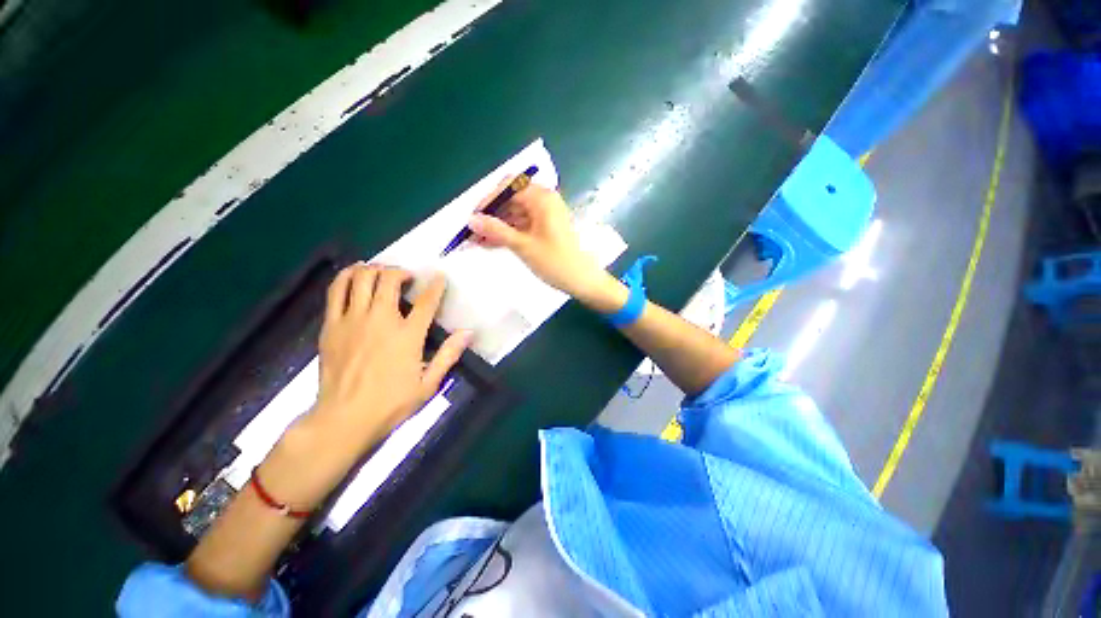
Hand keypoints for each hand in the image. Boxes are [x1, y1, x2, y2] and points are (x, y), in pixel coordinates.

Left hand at [309, 264, 470, 451]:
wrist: (343, 419)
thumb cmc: (391, 403)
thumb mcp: (429, 384)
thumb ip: (449, 355)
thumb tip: (468, 332)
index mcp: (407, 335)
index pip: (426, 301)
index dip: (435, 285)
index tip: (439, 276)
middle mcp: (380, 320)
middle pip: (388, 280)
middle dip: (401, 272)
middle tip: (407, 278)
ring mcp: (352, 320)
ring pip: (360, 278)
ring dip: (374, 269)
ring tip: (382, 272)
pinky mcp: (331, 325)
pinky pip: (336, 290)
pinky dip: (347, 276)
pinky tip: (355, 275)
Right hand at [468, 182, 619, 306]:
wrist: (583, 281)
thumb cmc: (556, 262)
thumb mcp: (523, 246)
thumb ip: (496, 230)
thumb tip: (471, 220)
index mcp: (542, 198)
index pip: (508, 187)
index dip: (488, 200)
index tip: (472, 217)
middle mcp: (544, 201)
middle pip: (511, 201)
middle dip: (491, 216)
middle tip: (471, 232)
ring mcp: (546, 216)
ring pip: (514, 215)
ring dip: (497, 227)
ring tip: (477, 241)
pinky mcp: (545, 229)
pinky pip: (522, 226)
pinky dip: (508, 233)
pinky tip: (491, 244)